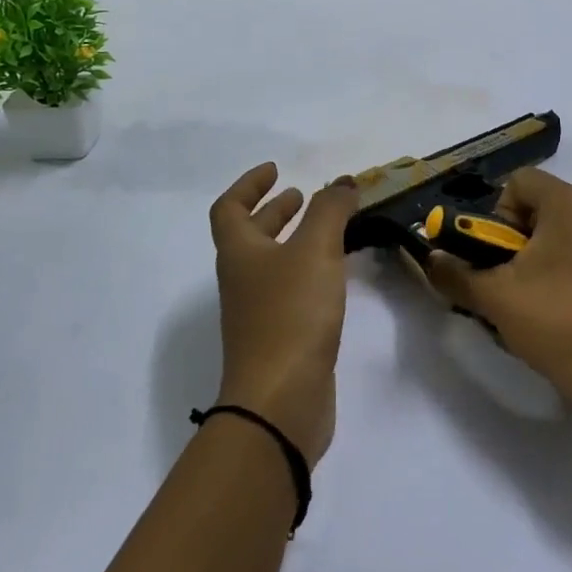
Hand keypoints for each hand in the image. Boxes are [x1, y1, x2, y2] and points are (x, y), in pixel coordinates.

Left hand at [208, 164, 358, 467]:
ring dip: (294, 241)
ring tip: (328, 231)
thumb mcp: (314, 250)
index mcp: (239, 253)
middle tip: (302, 197)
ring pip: (273, 264)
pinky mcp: (281, 338)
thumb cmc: (291, 314)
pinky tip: (335, 276)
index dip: (249, 185)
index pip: (229, 208)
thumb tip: (341, 182)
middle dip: (274, 212)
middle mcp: (243, 279)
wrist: (281, 400)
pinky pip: (291, 291)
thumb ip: (330, 210)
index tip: (275, 170)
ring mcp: (259, 312)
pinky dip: (309, 272)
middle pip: (250, 236)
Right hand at [426, 169, 571, 420]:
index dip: (497, 215)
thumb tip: (432, 259)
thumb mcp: (494, 300)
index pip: (520, 183)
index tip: (496, 257)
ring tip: (546, 306)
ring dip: (552, 259)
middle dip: (522, 241)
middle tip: (513, 286)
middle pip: (547, 209)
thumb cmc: (559, 326)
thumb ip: (455, 273)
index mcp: (570, 204)